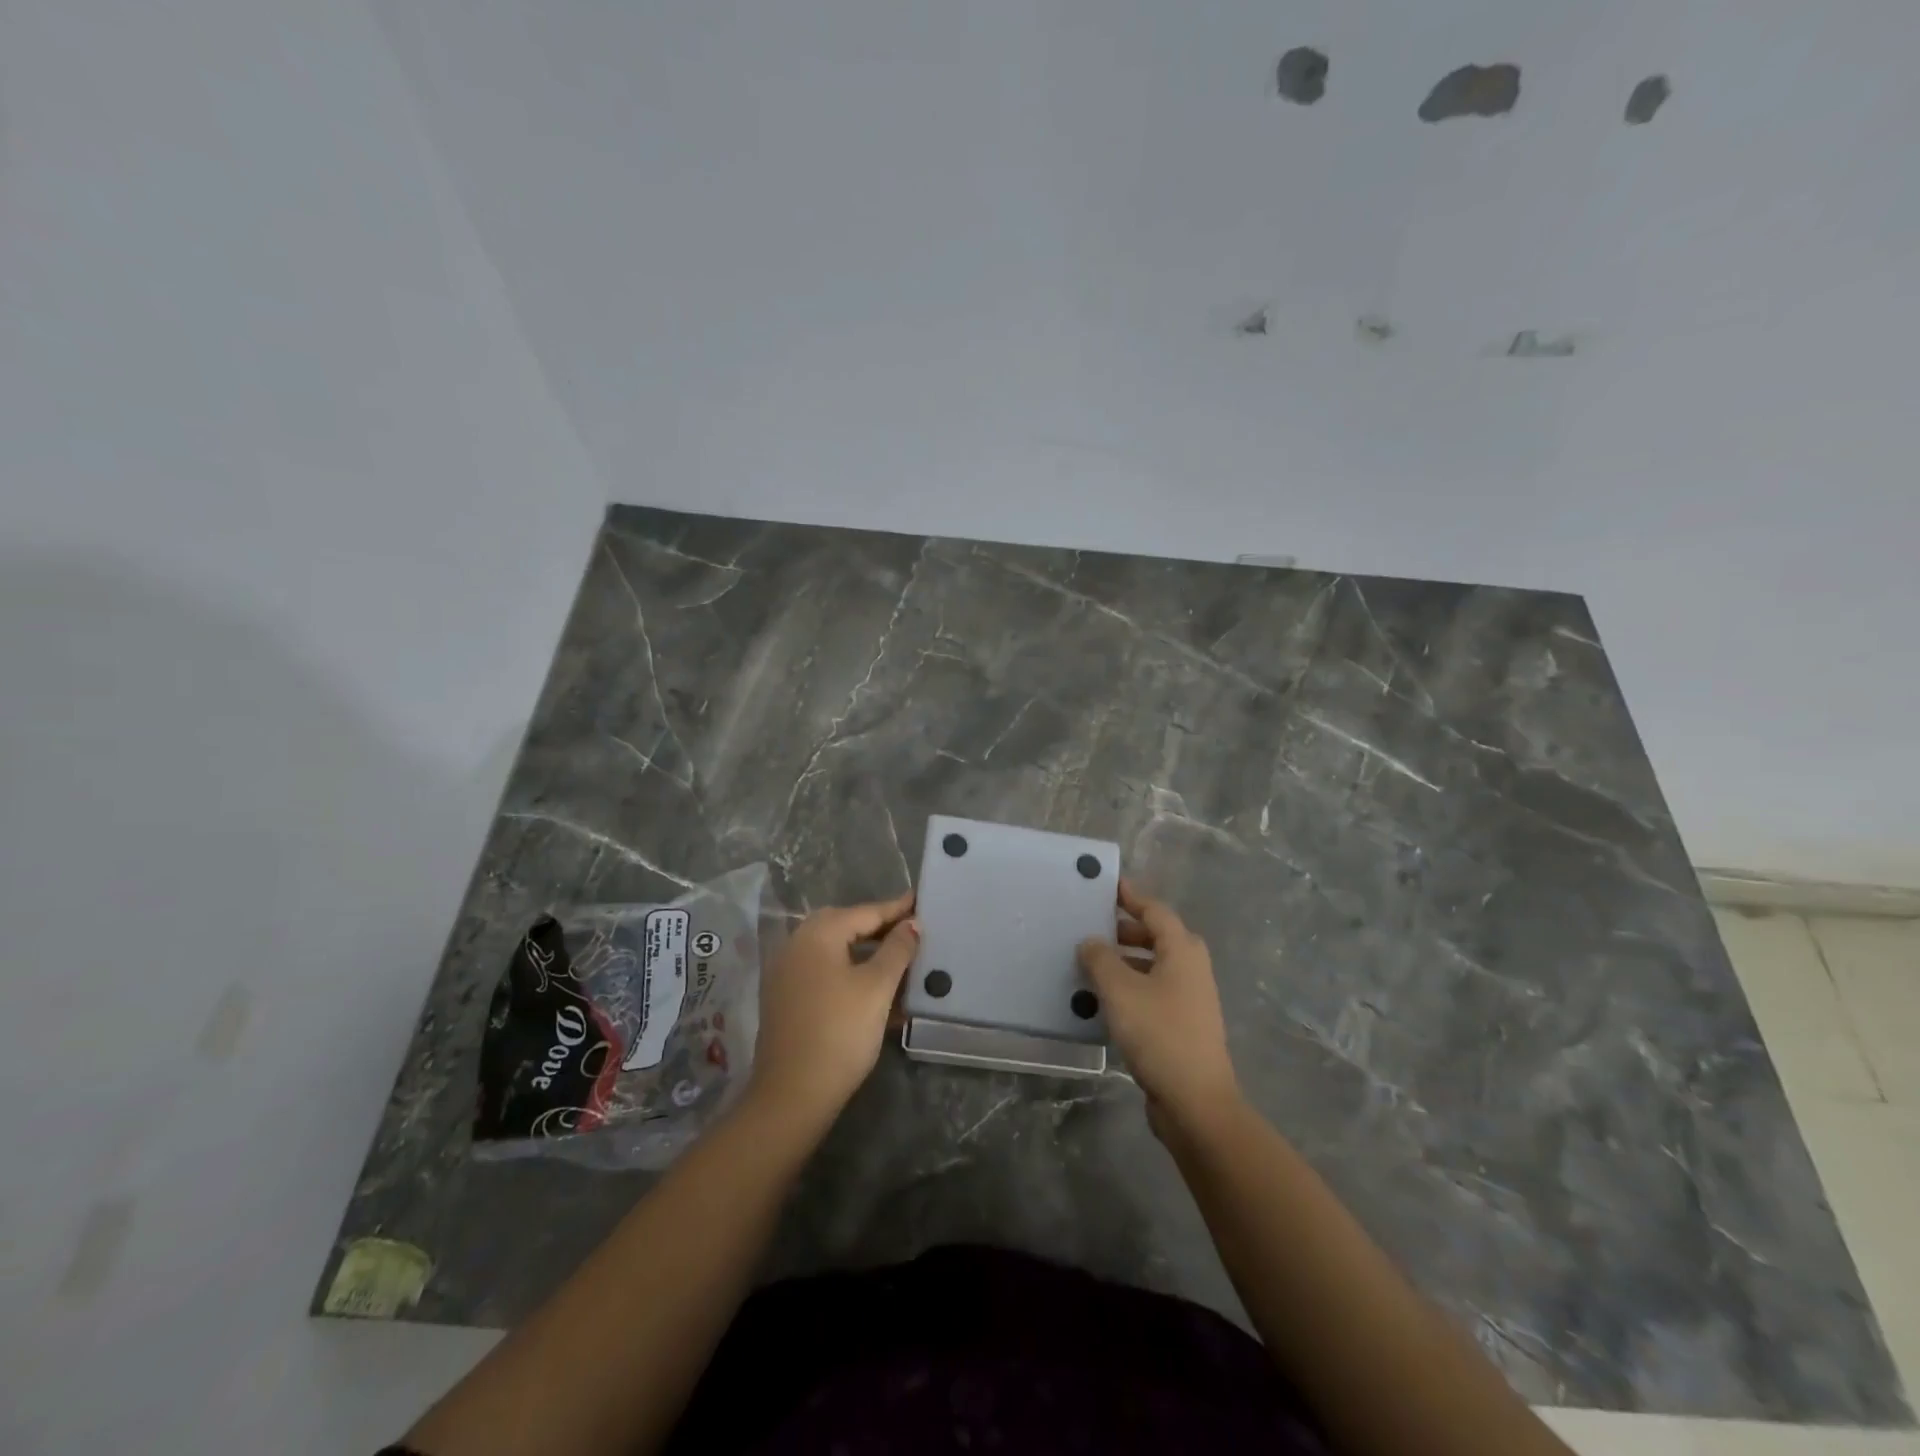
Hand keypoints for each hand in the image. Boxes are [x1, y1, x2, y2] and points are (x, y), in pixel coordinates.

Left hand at [749, 892, 918, 1128]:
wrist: (792, 1095)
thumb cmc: (840, 1032)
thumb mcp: (877, 987)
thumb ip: (897, 950)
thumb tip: (911, 924)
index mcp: (817, 934)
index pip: (865, 912)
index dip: (896, 908)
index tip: (921, 899)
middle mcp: (797, 945)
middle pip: (846, 927)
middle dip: (879, 928)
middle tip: (912, 930)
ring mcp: (787, 973)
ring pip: (835, 952)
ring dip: (867, 953)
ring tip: (900, 959)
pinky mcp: (787, 1000)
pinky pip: (825, 973)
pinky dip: (850, 974)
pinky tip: (876, 990)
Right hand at [1079, 880, 1239, 1137]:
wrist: (1196, 1102)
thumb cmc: (1159, 1034)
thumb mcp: (1120, 991)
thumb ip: (1100, 960)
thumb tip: (1090, 941)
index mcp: (1182, 951)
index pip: (1155, 911)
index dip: (1132, 896)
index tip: (1109, 885)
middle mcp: (1191, 969)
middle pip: (1158, 937)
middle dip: (1126, 929)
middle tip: (1093, 926)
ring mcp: (1191, 999)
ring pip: (1155, 966)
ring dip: (1126, 960)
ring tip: (1092, 963)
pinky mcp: (1183, 1025)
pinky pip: (1154, 992)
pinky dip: (1132, 986)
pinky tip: (1106, 1000)